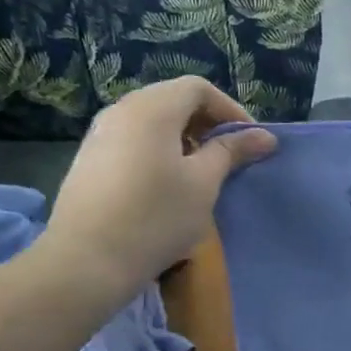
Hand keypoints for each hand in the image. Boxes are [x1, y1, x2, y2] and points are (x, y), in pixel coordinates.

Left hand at [39, 78, 275, 306]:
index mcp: (152, 108)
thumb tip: (265, 136)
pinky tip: (167, 186)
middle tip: (230, 156)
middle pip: (173, 100)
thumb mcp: (204, 183)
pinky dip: (159, 150)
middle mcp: (122, 111)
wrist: (85, 262)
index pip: (198, 88)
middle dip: (207, 123)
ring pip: (152, 121)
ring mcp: (100, 135)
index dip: (230, 110)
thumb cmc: (155, 217)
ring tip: (202, 173)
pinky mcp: (90, 160)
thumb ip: (232, 151)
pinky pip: (133, 140)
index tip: (249, 142)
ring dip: (184, 138)